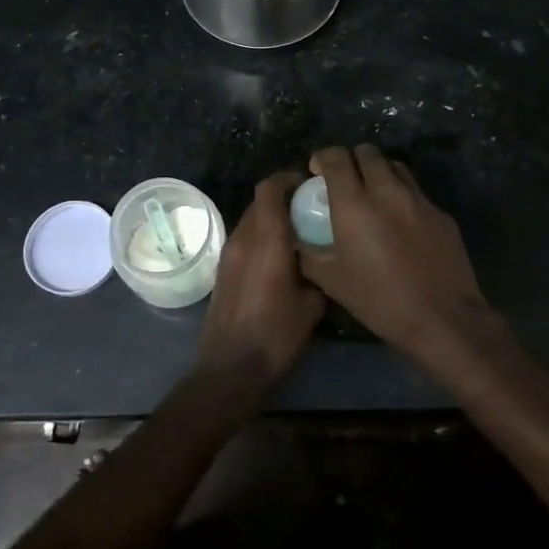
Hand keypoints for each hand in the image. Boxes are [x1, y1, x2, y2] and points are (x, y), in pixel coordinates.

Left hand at [196, 170, 325, 387]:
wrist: (230, 369)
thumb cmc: (275, 336)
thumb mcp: (312, 306)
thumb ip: (319, 274)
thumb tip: (325, 262)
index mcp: (266, 240)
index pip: (270, 189)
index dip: (288, 179)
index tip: (309, 184)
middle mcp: (243, 239)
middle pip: (260, 202)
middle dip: (283, 198)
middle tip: (310, 209)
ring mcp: (229, 254)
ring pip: (251, 220)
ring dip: (271, 219)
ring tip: (298, 233)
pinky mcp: (223, 270)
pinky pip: (244, 239)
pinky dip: (261, 237)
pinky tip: (280, 257)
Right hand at [297, 145, 491, 355]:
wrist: (442, 318)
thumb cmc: (380, 301)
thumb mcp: (331, 281)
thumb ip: (309, 252)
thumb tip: (298, 237)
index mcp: (355, 204)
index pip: (336, 157)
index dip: (323, 158)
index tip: (317, 172)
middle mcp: (387, 191)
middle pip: (367, 152)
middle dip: (351, 160)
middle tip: (345, 182)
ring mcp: (419, 199)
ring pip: (395, 166)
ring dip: (379, 172)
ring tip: (373, 195)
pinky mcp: (441, 213)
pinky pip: (416, 192)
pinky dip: (402, 196)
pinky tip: (401, 223)